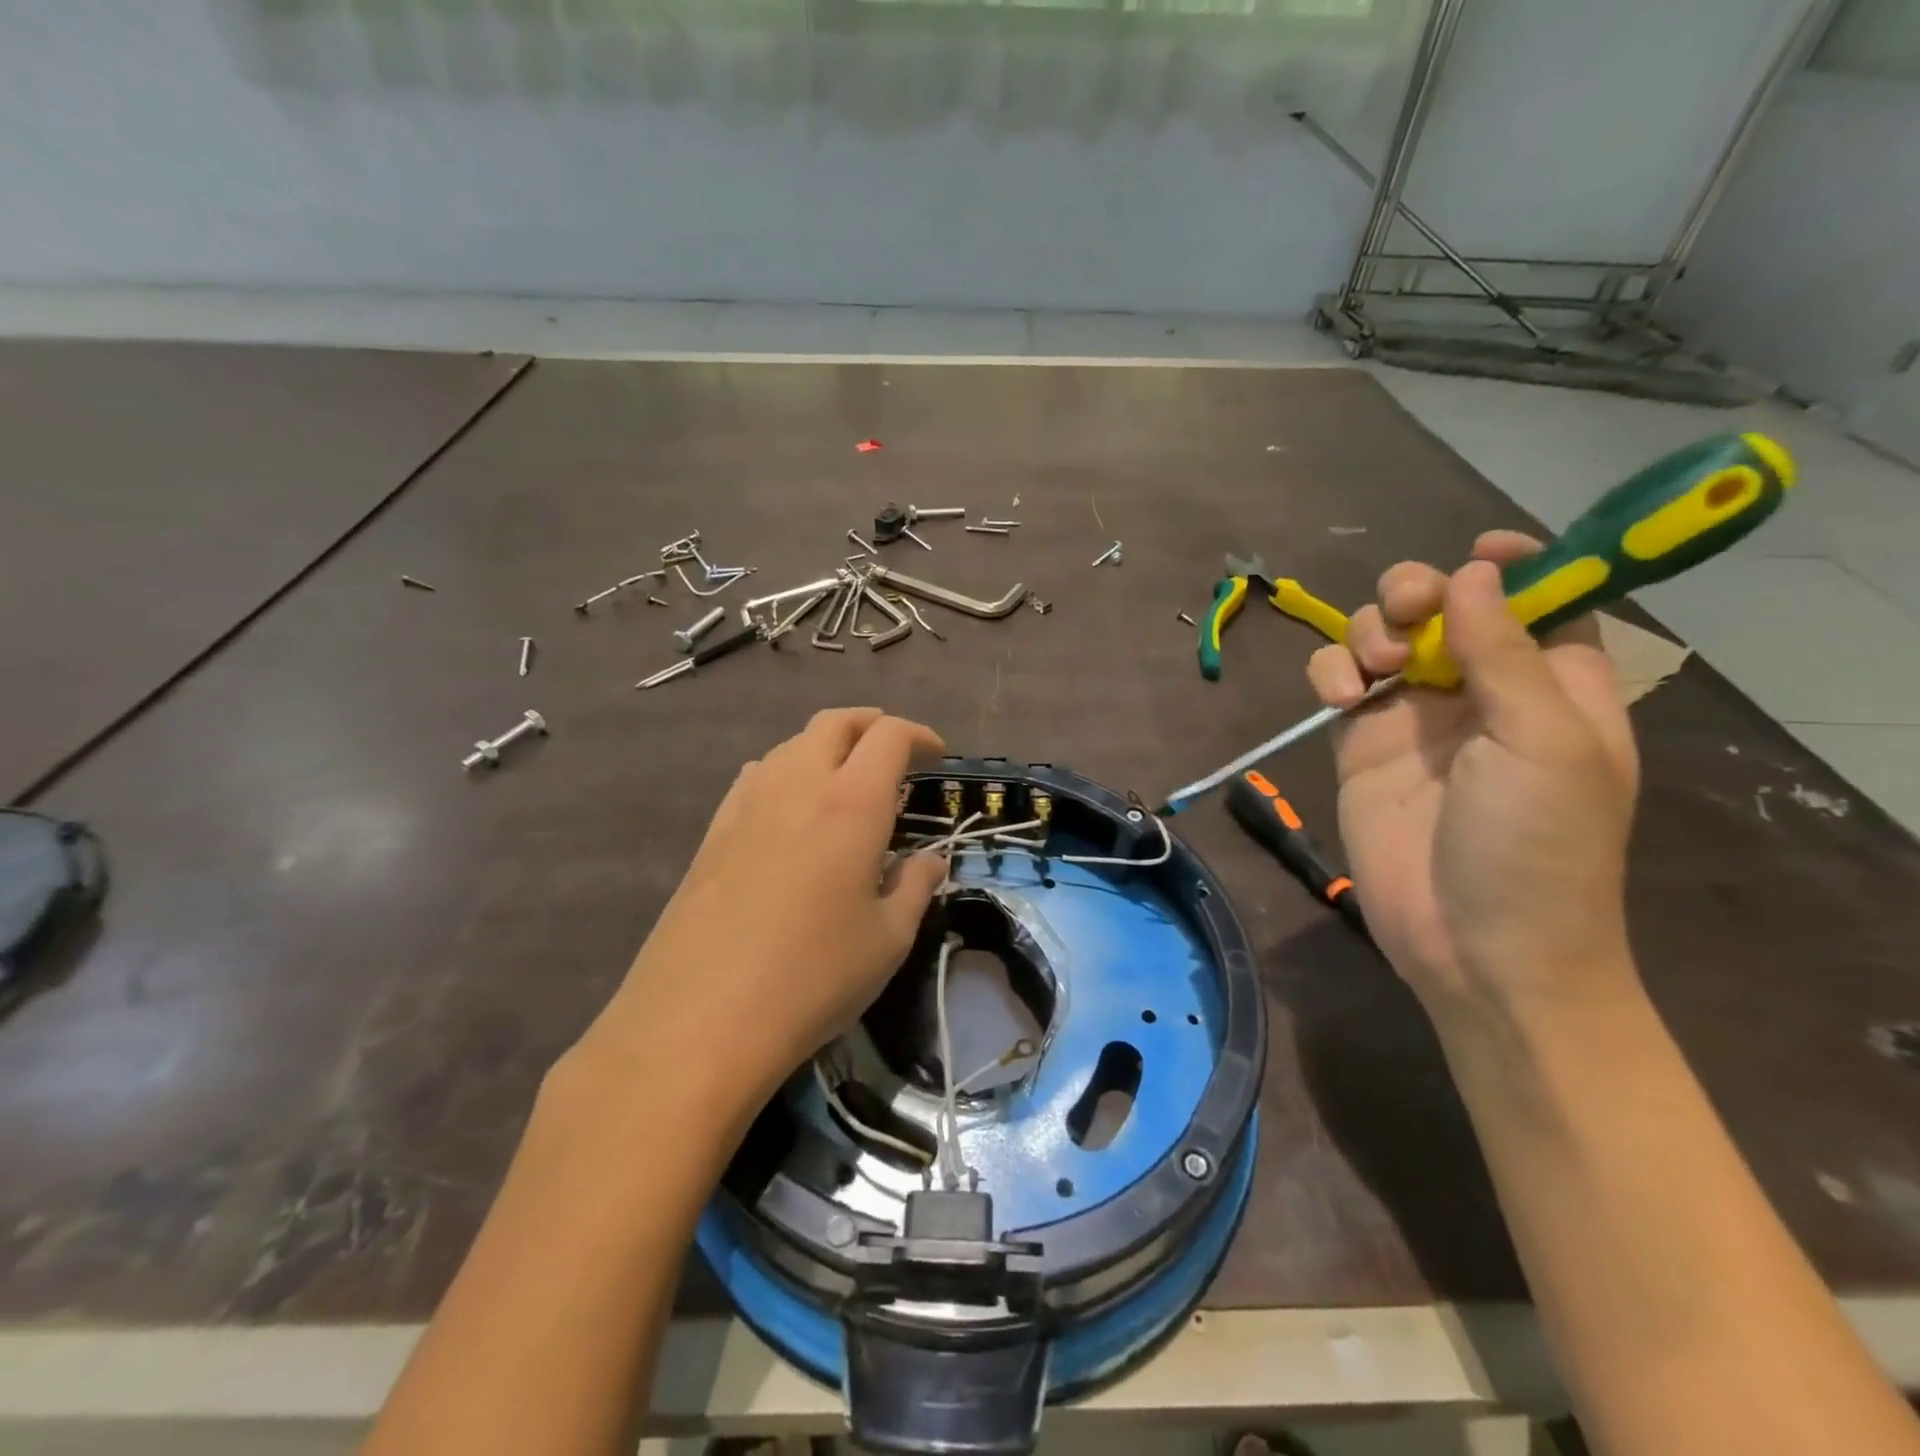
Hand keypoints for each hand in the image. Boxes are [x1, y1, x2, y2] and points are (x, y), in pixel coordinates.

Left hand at [573, 708, 946, 1117]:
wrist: (700, 1020)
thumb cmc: (813, 977)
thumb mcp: (887, 940)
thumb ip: (914, 887)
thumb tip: (930, 862)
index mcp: (851, 802)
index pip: (889, 736)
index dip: (919, 735)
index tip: (936, 757)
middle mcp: (797, 784)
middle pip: (834, 722)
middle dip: (871, 724)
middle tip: (894, 753)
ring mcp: (747, 803)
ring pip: (791, 744)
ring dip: (827, 747)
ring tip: (846, 782)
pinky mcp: (713, 830)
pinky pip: (757, 775)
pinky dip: (786, 772)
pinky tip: (791, 811)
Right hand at [1306, 533, 1639, 1019]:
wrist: (1471, 943)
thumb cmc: (1535, 846)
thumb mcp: (1544, 744)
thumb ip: (1506, 653)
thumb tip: (1476, 572)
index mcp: (1553, 684)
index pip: (1541, 599)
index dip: (1517, 565)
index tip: (1481, 551)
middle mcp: (1481, 688)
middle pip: (1445, 605)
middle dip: (1419, 592)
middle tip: (1408, 610)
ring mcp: (1414, 715)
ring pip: (1382, 635)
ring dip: (1370, 631)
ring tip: (1374, 670)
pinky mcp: (1360, 742)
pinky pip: (1338, 680)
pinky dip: (1330, 672)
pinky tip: (1339, 695)